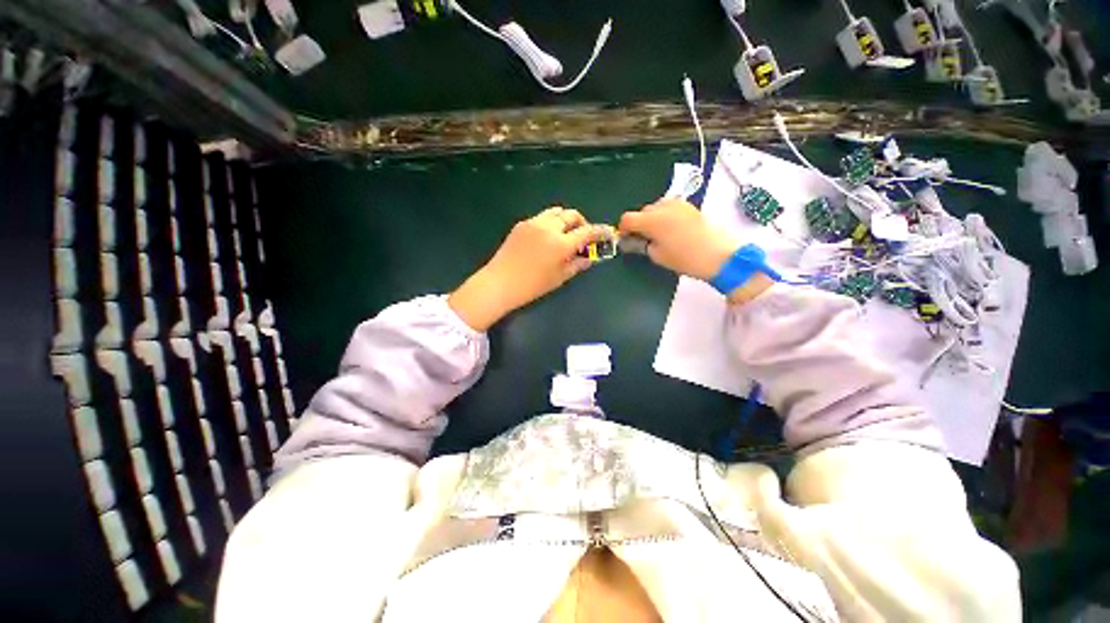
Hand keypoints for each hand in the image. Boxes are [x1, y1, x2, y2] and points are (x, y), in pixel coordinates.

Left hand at [449, 207, 606, 330]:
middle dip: (582, 223)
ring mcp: (533, 223)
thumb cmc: (533, 286)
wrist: (500, 282)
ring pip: (556, 212)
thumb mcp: (560, 278)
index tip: (606, 233)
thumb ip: (577, 264)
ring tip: (565, 234)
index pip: (587, 231)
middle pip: (571, 215)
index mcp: (561, 243)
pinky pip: (542, 217)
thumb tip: (590, 258)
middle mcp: (549, 227)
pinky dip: (551, 223)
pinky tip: (547, 237)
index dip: (599, 232)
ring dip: (566, 220)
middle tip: (583, 236)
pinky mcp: (522, 224)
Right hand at [618, 198, 772, 303]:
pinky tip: (671, 230)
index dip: (623, 229)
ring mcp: (678, 204)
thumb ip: (642, 246)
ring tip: (658, 235)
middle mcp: (663, 207)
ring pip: (656, 208)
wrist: (718, 255)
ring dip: (652, 219)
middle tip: (643, 240)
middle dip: (639, 224)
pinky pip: (669, 208)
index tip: (625, 239)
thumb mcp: (657, 256)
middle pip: (642, 212)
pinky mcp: (689, 206)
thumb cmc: (684, 258)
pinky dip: (665, 216)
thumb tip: (634, 241)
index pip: (627, 218)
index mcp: (652, 220)